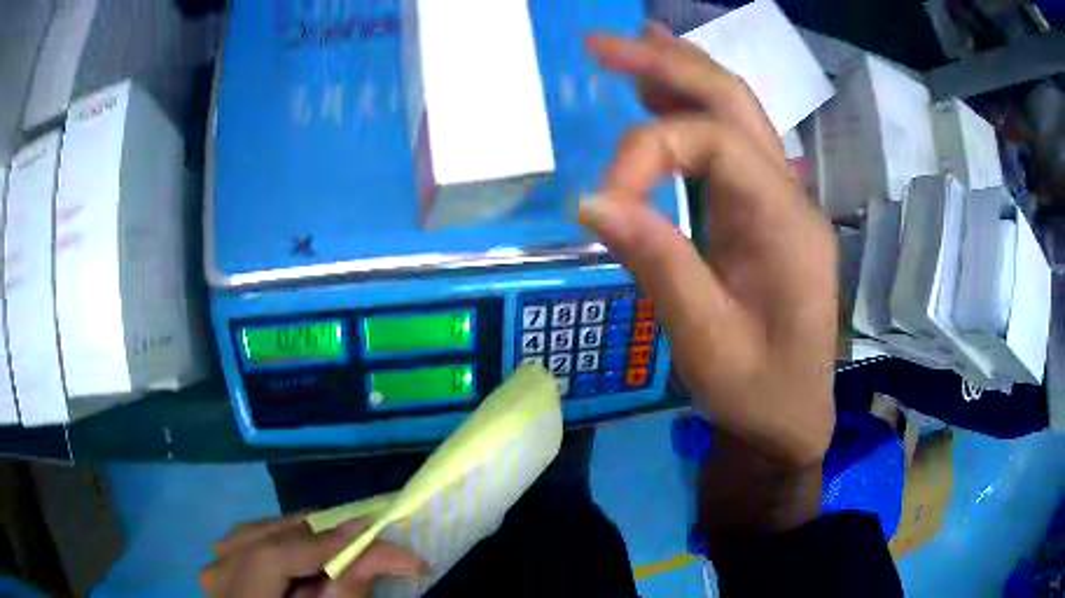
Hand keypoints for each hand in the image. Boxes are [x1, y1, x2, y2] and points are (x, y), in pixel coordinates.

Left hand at [201, 515, 426, 597]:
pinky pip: (248, 539)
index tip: (365, 530)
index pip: (272, 557)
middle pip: (263, 538)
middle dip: (313, 534)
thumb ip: (348, 591)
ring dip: (297, 535)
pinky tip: (301, 550)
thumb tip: (388, 549)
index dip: (317, 542)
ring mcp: (214, 567)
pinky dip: (279, 540)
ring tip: (332, 544)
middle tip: (357, 537)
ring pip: (255, 532)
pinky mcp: (220, 564)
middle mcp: (217, 576)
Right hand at [582, 26, 837, 469]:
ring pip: (737, 113)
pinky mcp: (766, 214)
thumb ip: (659, 263)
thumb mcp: (706, 341)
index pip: (714, 141)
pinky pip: (733, 144)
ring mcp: (783, 201)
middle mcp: (791, 197)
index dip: (648, 152)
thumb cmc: (757, 392)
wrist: (792, 419)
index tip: (604, 203)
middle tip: (602, 46)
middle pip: (733, 101)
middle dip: (667, 64)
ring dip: (681, 74)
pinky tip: (663, 92)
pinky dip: (694, 109)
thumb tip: (592, 201)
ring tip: (631, 46)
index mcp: (785, 224)